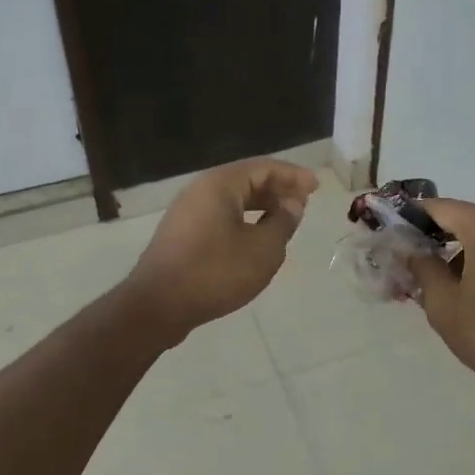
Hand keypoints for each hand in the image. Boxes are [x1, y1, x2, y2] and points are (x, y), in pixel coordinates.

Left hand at [125, 158, 318, 339]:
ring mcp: (187, 213)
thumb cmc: (215, 273)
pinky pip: (219, 217)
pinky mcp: (181, 235)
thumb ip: (283, 222)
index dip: (293, 176)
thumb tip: (292, 205)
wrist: (157, 306)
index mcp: (219, 184)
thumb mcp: (263, 250)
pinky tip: (256, 239)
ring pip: (232, 200)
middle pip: (246, 180)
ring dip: (261, 206)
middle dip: (277, 189)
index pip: (264, 167)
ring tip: (285, 220)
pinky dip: (243, 220)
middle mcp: (200, 190)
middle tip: (303, 203)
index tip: (316, 187)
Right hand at [408, 198, 474, 392]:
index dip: (413, 216)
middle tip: (412, 257)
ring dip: (461, 248)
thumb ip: (422, 266)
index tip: (393, 230)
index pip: (440, 207)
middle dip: (437, 234)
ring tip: (439, 277)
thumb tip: (410, 249)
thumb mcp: (443, 303)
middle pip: (465, 218)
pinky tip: (469, 284)